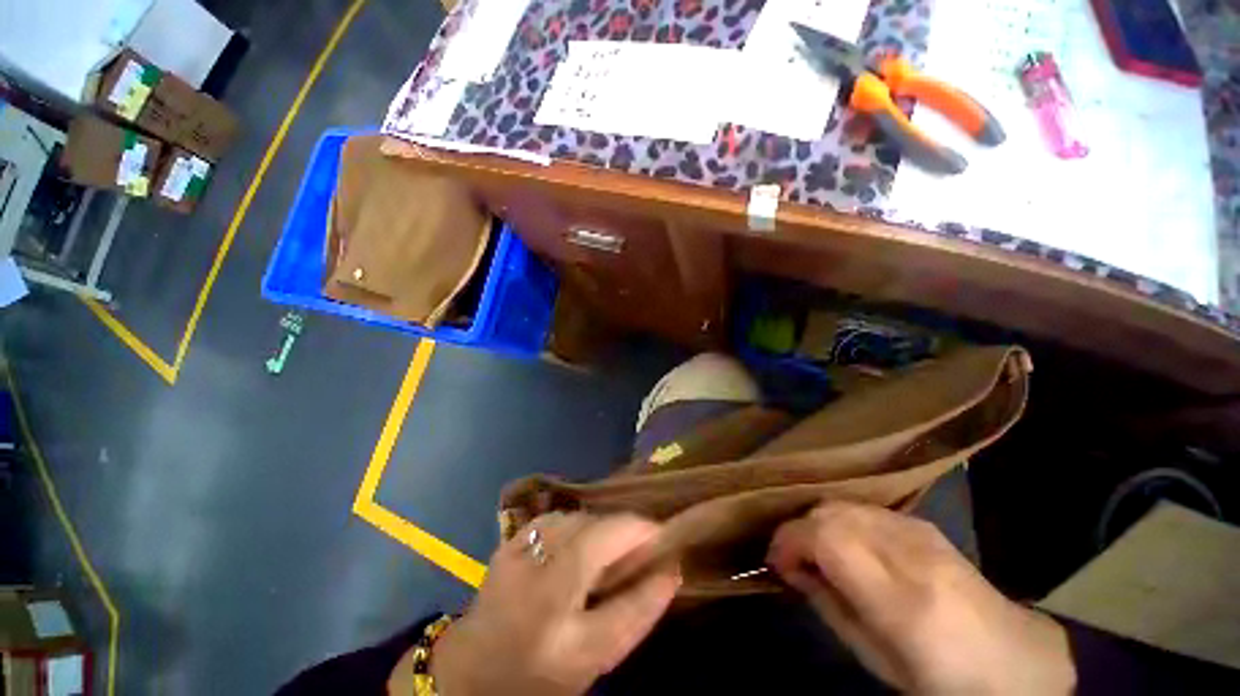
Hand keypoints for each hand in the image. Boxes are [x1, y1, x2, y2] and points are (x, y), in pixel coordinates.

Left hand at [428, 513, 679, 695]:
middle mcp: (535, 574)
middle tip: (641, 548)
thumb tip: (671, 568)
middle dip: (626, 531)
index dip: (645, 538)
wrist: (473, 672)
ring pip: (577, 519)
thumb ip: (638, 611)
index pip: (615, 558)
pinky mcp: (508, 542)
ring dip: (601, 528)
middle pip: (597, 529)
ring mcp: (517, 551)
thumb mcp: (597, 655)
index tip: (667, 540)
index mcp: (559, 613)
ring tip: (609, 549)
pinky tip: (578, 545)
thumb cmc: (541, 672)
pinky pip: (557, 519)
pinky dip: (577, 526)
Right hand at [767, 501, 1074, 694]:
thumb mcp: (875, 658)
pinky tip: (847, 545)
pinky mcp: (924, 524)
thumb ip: (828, 605)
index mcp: (901, 598)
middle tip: (794, 559)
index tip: (777, 562)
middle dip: (799, 529)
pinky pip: (864, 508)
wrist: (1015, 663)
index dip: (789, 540)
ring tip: (817, 551)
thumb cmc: (941, 679)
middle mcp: (909, 551)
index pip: (826, 538)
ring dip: (818, 522)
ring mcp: (920, 532)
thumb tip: (791, 569)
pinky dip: (842, 520)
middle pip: (830, 512)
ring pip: (844, 503)